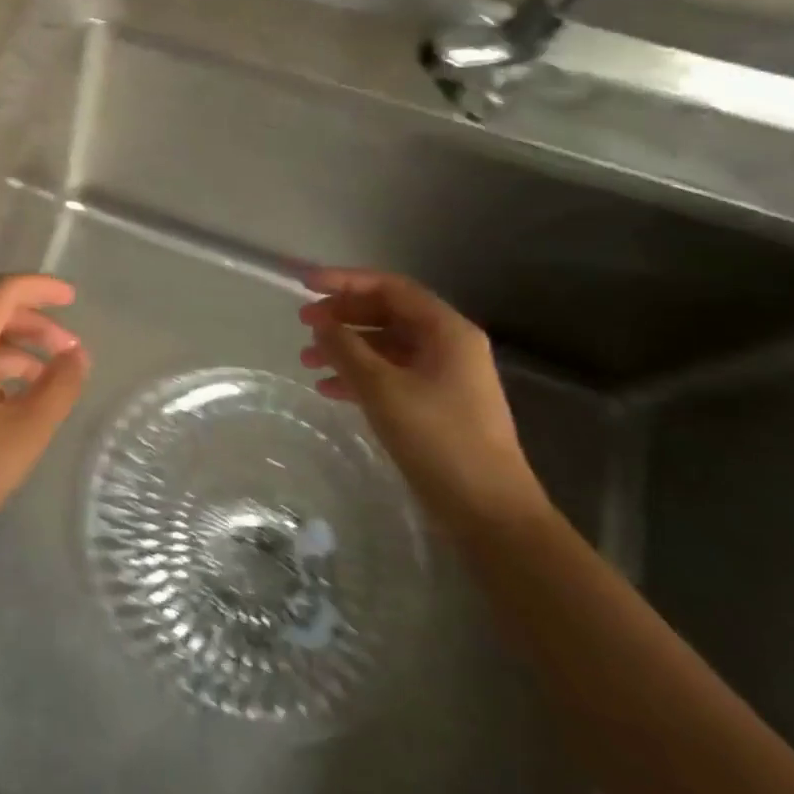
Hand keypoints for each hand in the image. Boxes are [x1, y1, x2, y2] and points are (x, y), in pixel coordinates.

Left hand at [0, 274, 88, 567]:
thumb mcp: (25, 430)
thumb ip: (59, 386)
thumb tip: (78, 355)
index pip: (2, 291)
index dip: (40, 288)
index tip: (73, 298)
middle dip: (34, 324)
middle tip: (71, 350)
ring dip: (17, 349)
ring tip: (53, 377)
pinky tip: (19, 398)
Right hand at [299, 265, 546, 532]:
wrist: (490, 512)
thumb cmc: (438, 438)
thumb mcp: (382, 388)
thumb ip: (346, 348)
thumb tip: (321, 324)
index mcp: (446, 331)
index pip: (390, 288)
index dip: (345, 281)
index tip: (305, 286)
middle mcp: (449, 346)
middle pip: (387, 314)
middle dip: (342, 316)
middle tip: (303, 323)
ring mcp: (445, 377)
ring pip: (385, 346)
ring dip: (346, 349)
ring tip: (307, 361)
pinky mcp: (437, 405)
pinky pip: (391, 375)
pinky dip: (359, 376)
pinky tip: (328, 389)